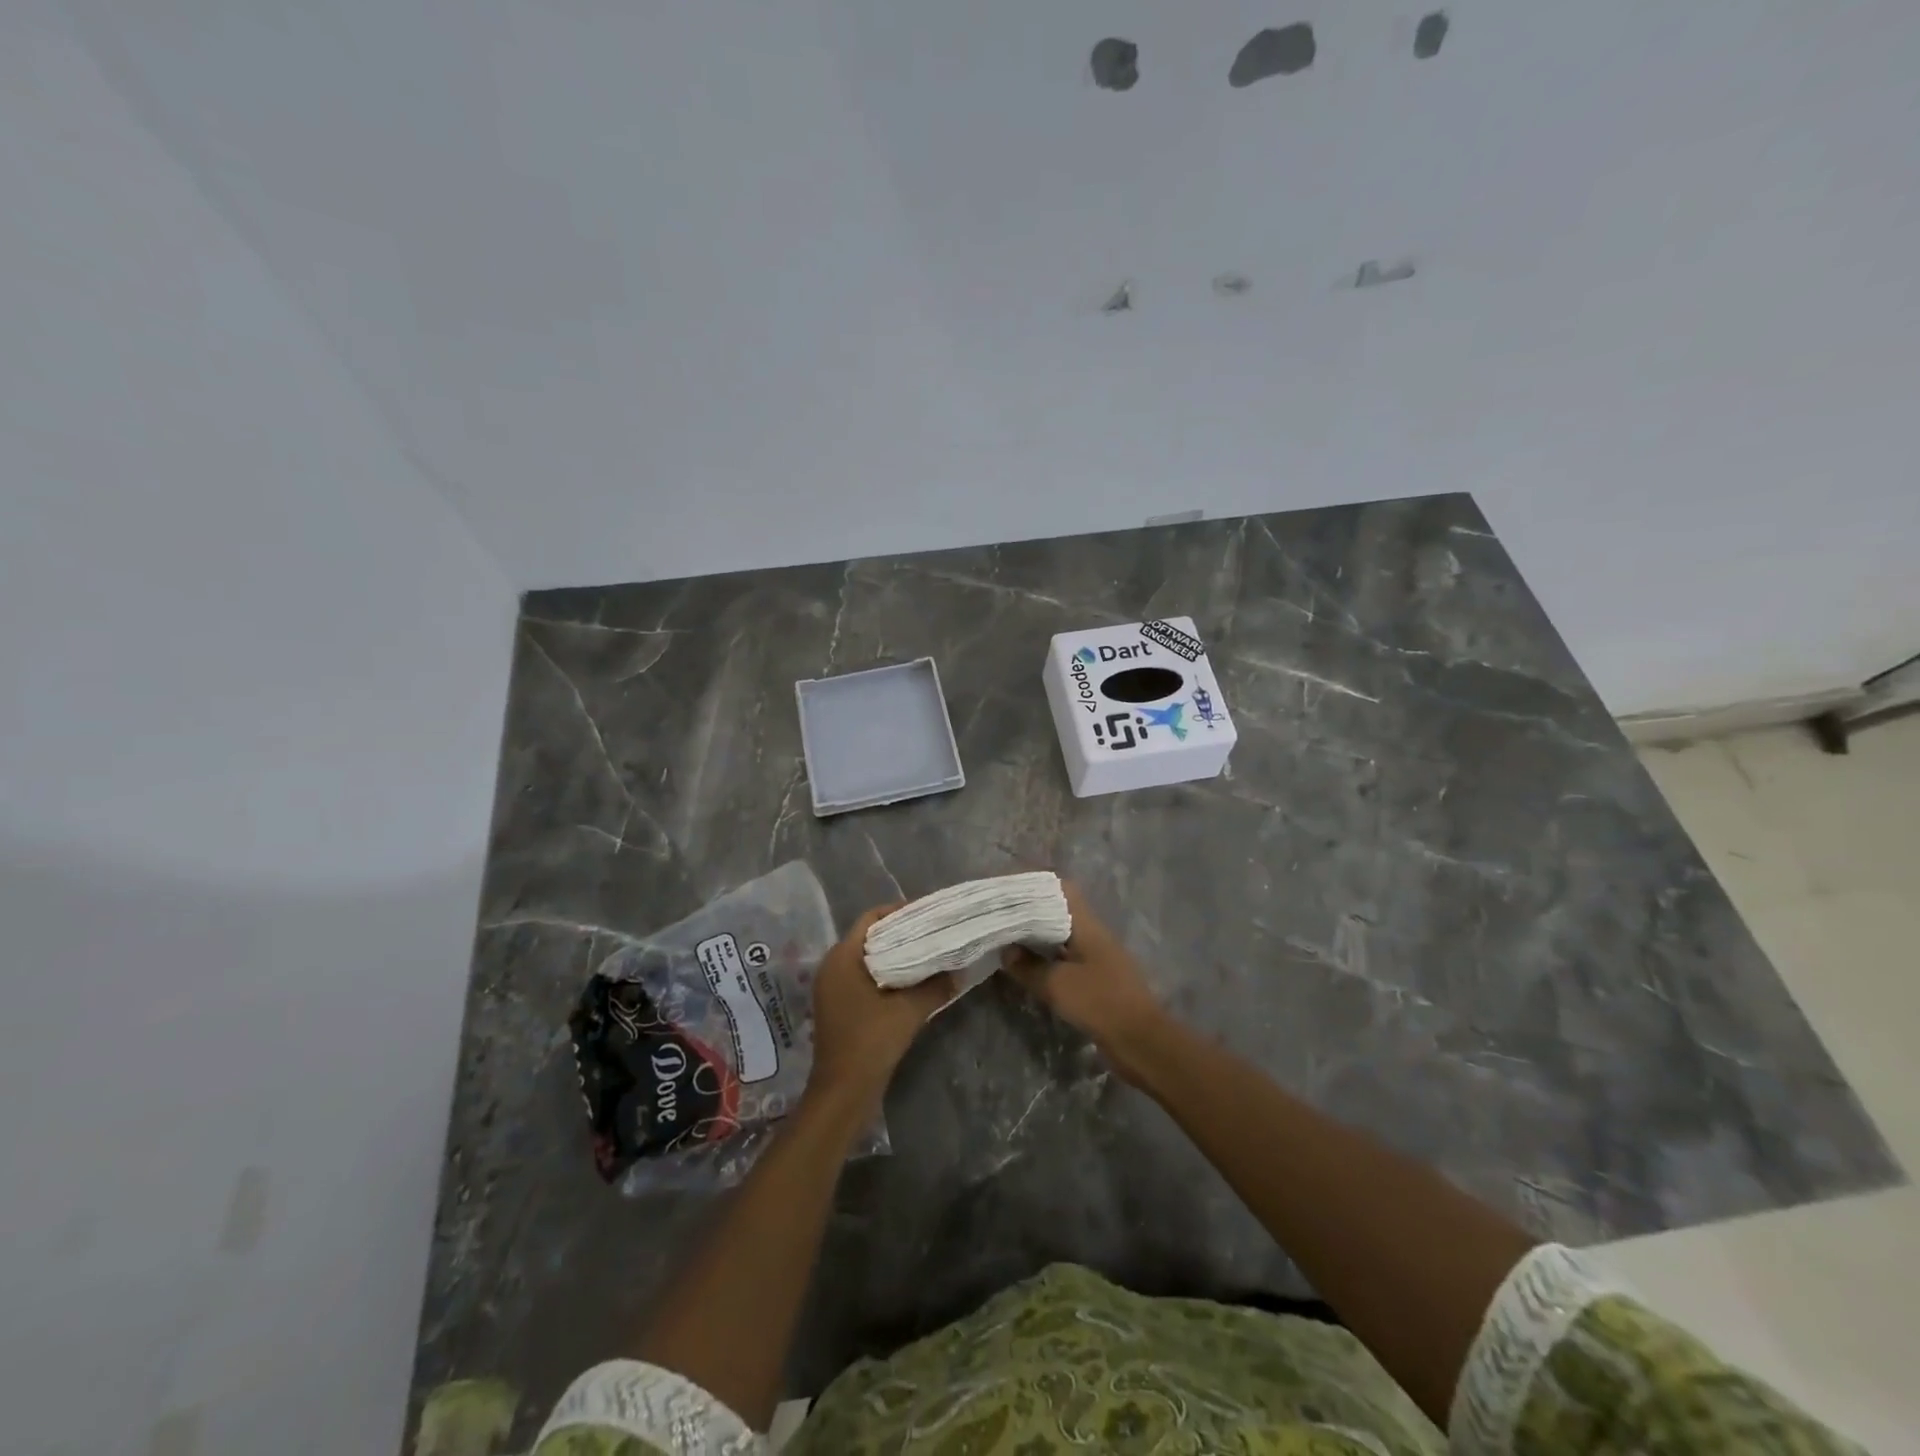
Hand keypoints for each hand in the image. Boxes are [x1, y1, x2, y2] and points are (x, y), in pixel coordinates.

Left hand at [807, 903, 953, 1114]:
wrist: (843, 1092)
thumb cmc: (870, 1042)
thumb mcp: (909, 1011)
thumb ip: (936, 986)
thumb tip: (960, 971)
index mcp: (842, 957)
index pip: (872, 918)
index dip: (900, 911)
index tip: (929, 913)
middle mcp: (832, 965)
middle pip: (869, 936)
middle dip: (901, 932)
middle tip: (933, 930)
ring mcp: (833, 987)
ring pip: (867, 957)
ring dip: (895, 954)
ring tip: (928, 952)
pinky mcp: (838, 1005)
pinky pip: (863, 976)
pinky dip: (886, 973)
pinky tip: (912, 979)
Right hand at [1000, 882, 1166, 1080]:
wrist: (1142, 1042)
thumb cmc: (1100, 1003)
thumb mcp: (1057, 985)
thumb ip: (1028, 966)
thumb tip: (1006, 951)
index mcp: (1086, 924)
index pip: (1060, 888)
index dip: (1033, 882)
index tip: (1007, 885)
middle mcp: (1091, 934)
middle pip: (1057, 909)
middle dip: (1029, 908)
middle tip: (999, 911)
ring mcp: (1095, 956)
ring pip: (1059, 934)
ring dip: (1035, 934)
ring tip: (1005, 934)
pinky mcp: (1095, 978)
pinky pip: (1063, 957)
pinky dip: (1044, 956)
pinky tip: (1025, 964)